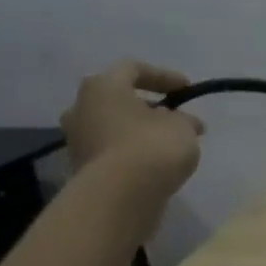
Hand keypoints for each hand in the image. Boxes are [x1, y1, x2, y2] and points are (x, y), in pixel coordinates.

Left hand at [60, 61, 203, 225]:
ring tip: (168, 145)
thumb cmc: (152, 147)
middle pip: (118, 99)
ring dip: (139, 132)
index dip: (164, 76)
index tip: (188, 90)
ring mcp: (77, 140)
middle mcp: (81, 108)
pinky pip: (112, 152)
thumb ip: (184, 120)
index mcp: (102, 87)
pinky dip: (132, 153)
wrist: (121, 196)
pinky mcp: (83, 168)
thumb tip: (184, 121)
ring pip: (113, 127)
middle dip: (148, 107)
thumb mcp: (182, 127)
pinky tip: (154, 165)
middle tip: (175, 119)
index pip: (133, 69)